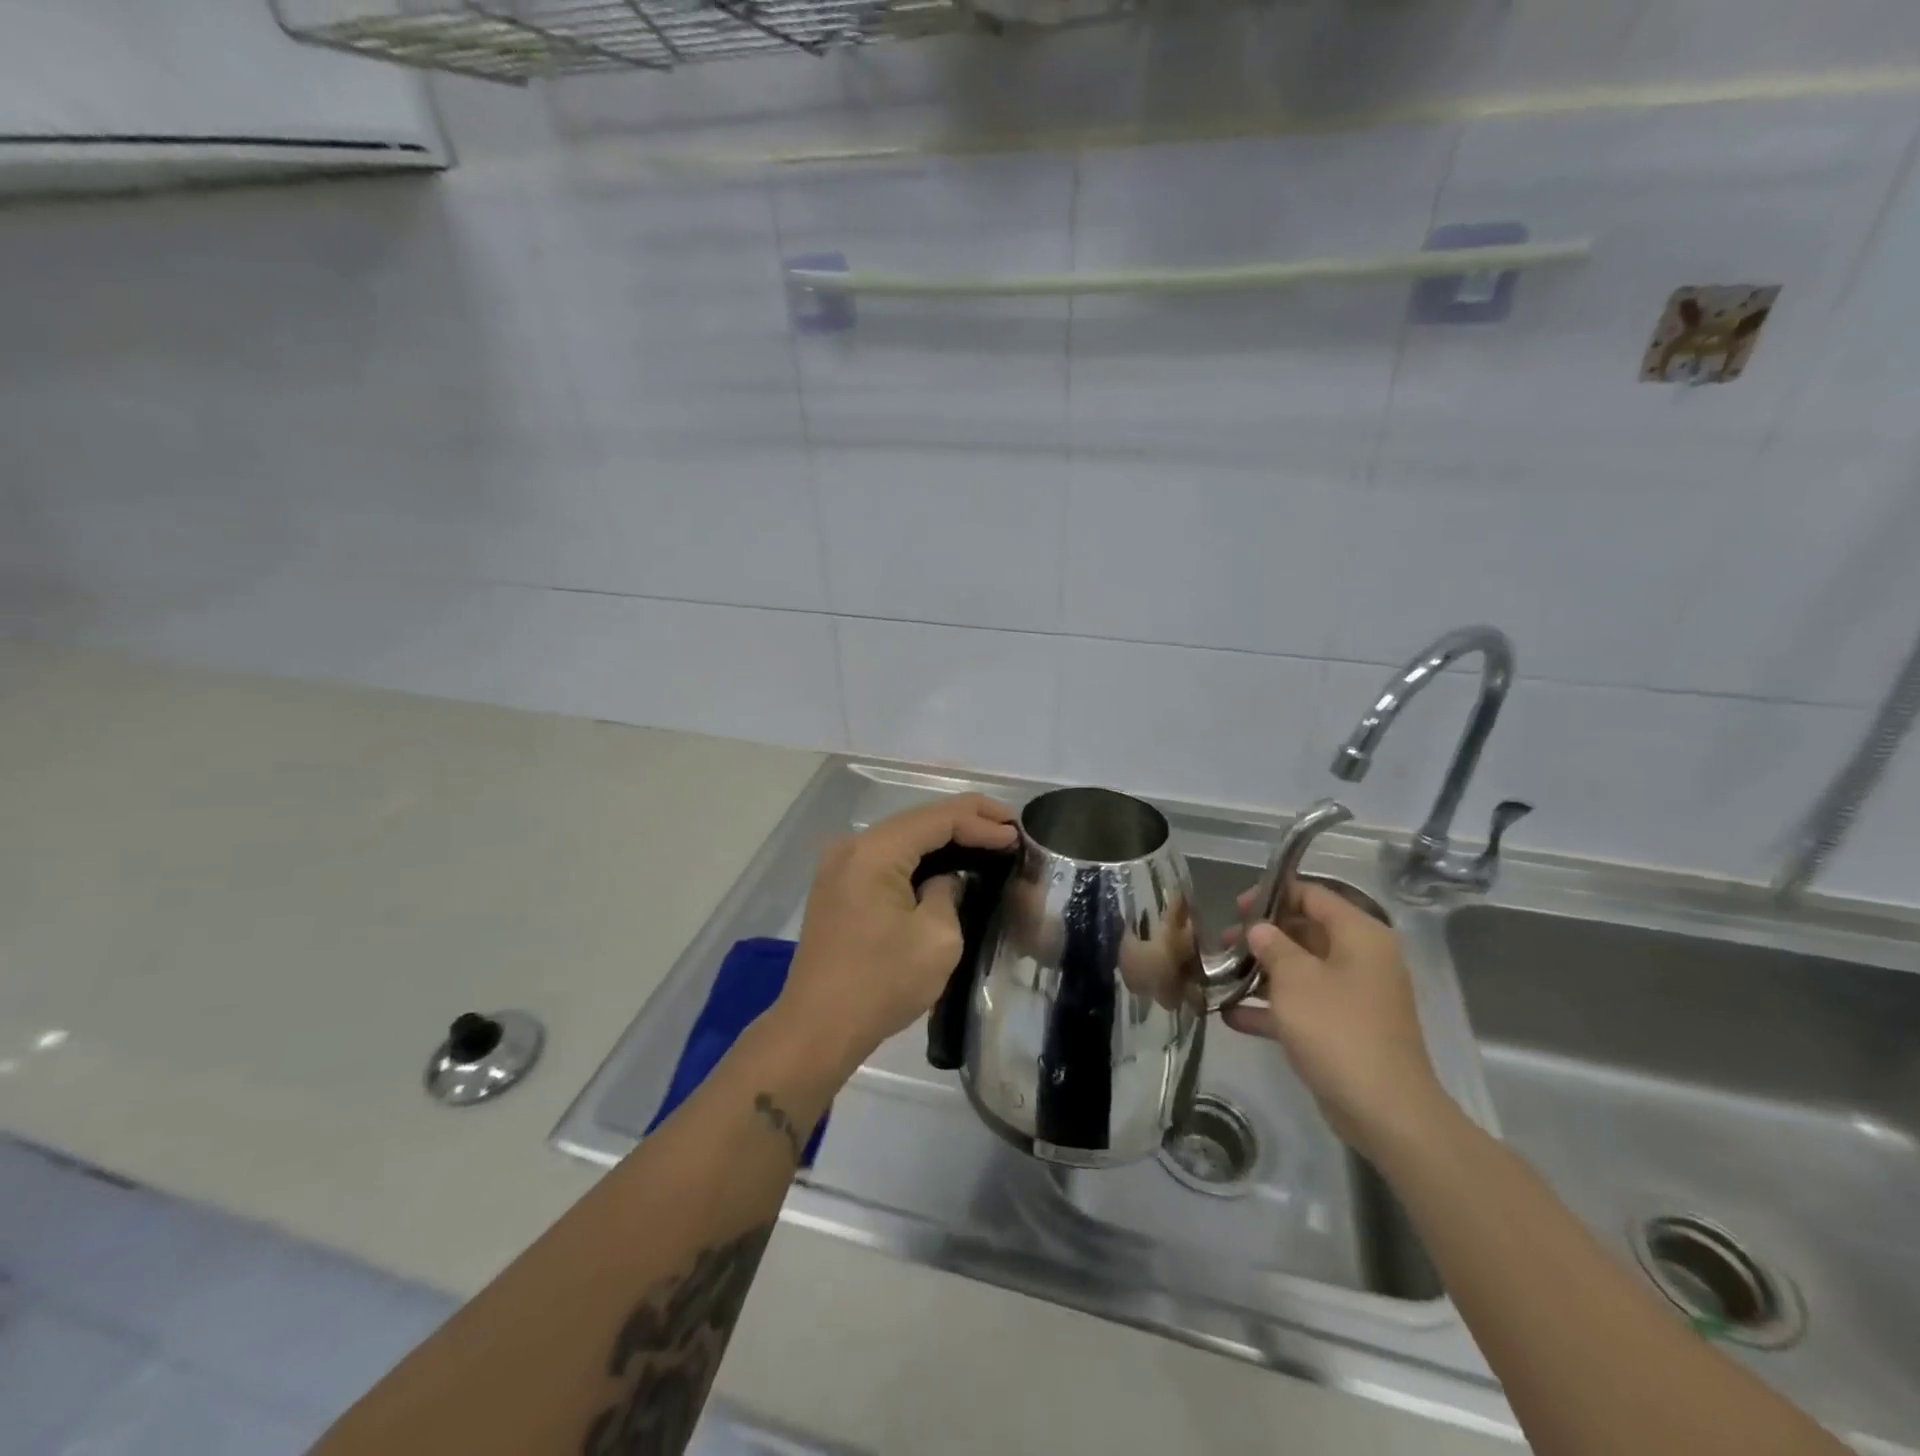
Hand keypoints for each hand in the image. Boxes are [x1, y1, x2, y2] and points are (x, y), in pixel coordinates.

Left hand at [775, 794, 1017, 1077]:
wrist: (817, 1028)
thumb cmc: (881, 983)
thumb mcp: (936, 938)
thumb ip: (950, 892)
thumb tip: (946, 880)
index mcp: (875, 851)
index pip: (939, 818)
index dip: (982, 822)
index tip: (1018, 836)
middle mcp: (853, 846)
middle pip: (919, 819)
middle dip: (967, 820)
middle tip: (1010, 829)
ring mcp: (840, 866)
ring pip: (903, 837)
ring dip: (944, 837)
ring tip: (987, 841)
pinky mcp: (838, 887)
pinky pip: (887, 857)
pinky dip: (920, 857)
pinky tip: (947, 864)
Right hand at [1221, 882, 1451, 1161]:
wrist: (1383, 1109)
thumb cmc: (1337, 1027)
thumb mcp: (1295, 977)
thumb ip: (1272, 945)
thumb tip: (1261, 930)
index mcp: (1359, 935)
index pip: (1313, 895)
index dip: (1273, 895)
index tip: (1237, 908)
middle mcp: (1360, 959)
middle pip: (1305, 932)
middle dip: (1262, 937)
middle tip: (1223, 943)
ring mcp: (1353, 996)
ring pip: (1300, 970)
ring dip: (1261, 972)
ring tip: (1220, 975)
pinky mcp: (1343, 1030)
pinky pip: (1302, 1006)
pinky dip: (1271, 1008)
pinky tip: (1231, 1014)